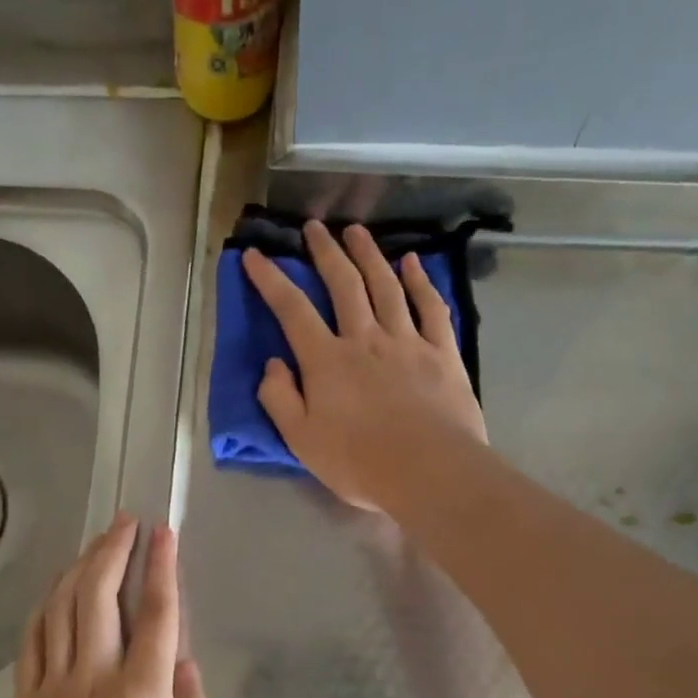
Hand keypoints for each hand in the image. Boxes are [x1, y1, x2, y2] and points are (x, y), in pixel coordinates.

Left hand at [0, 515, 219, 697]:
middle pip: (99, 595)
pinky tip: (57, 589)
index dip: (163, 567)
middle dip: (114, 550)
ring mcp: (52, 687)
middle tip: (126, 522)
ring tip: (96, 543)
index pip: (157, 614)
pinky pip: (32, 639)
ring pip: (61, 608)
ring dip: (80, 568)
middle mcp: (95, 678)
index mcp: (143, 695)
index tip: (165, 532)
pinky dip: (46, 605)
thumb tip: (186, 663)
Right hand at [245, 220, 487, 510]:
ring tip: (357, 232)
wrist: (429, 471)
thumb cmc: (358, 462)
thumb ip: (280, 399)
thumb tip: (272, 364)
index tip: (255, 255)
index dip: (271, 280)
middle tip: (315, 227)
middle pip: (344, 284)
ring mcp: (407, 342)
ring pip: (386, 286)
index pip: (292, 310)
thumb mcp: (301, 440)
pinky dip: (421, 282)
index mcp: (326, 361)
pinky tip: (413, 263)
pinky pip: (430, 308)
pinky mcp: (442, 353)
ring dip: (369, 255)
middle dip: (325, 253)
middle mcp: (365, 339)